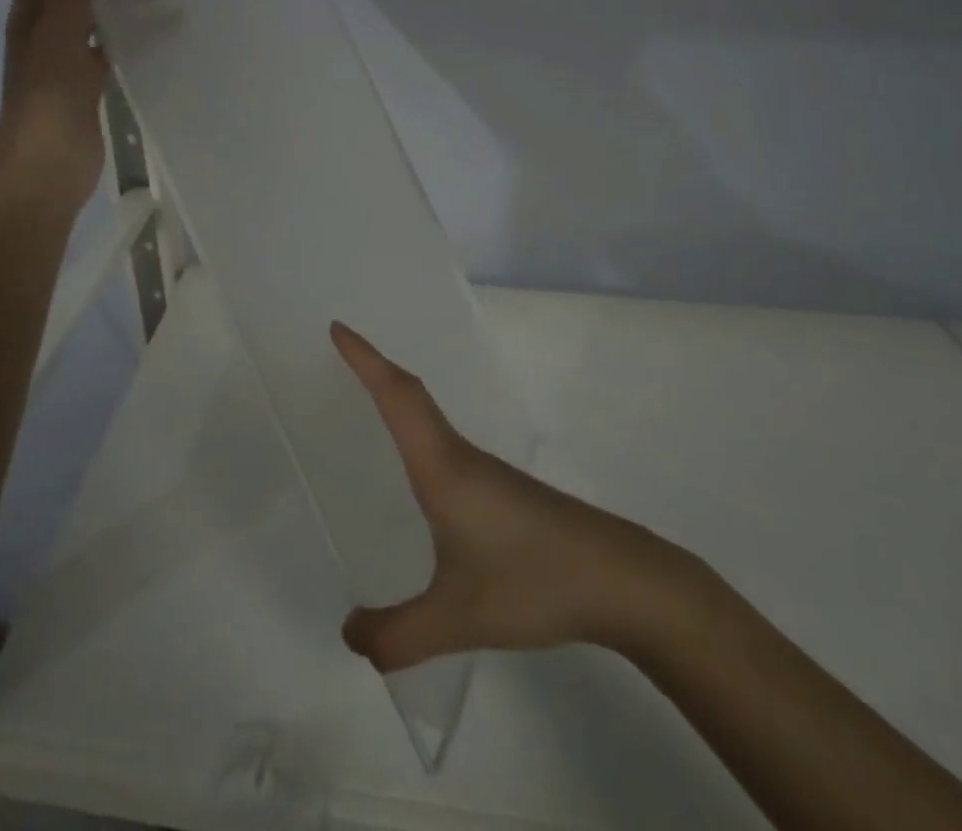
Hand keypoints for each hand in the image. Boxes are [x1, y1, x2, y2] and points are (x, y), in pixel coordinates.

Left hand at [0, 0, 120, 216]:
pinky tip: (161, 24)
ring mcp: (67, 56)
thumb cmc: (45, 104)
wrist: (45, 174)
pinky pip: (111, 44)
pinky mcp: (89, 82)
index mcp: (27, 12)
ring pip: (95, 12)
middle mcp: (44, 28)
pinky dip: (131, 30)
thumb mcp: (56, 38)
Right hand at [331, 322, 681, 671]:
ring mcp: (487, 471)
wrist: (623, 580)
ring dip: (398, 396)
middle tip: (342, 349)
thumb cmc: (535, 581)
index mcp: (443, 467)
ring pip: (431, 418)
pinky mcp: (504, 490)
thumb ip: (399, 634)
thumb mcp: (459, 617)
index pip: (398, 397)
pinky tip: (420, 469)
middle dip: (374, 367)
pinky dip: (419, 429)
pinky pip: (445, 442)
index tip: (338, 327)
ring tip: (368, 397)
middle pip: (412, 396)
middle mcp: (461, 457)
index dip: (366, 359)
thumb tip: (348, 635)